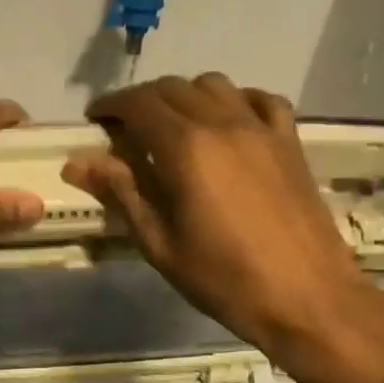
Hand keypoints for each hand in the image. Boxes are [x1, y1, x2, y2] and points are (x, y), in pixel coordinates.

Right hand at [63, 73, 383, 382]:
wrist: (306, 297)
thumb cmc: (222, 278)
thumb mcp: (158, 242)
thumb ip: (121, 192)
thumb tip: (77, 162)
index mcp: (186, 149)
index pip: (139, 104)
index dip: (111, 105)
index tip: (95, 119)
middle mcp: (223, 123)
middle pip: (172, 87)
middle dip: (141, 100)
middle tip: (125, 129)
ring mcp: (261, 128)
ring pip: (214, 84)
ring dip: (184, 96)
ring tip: (172, 126)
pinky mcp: (289, 141)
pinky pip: (260, 98)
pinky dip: (235, 100)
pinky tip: (227, 123)